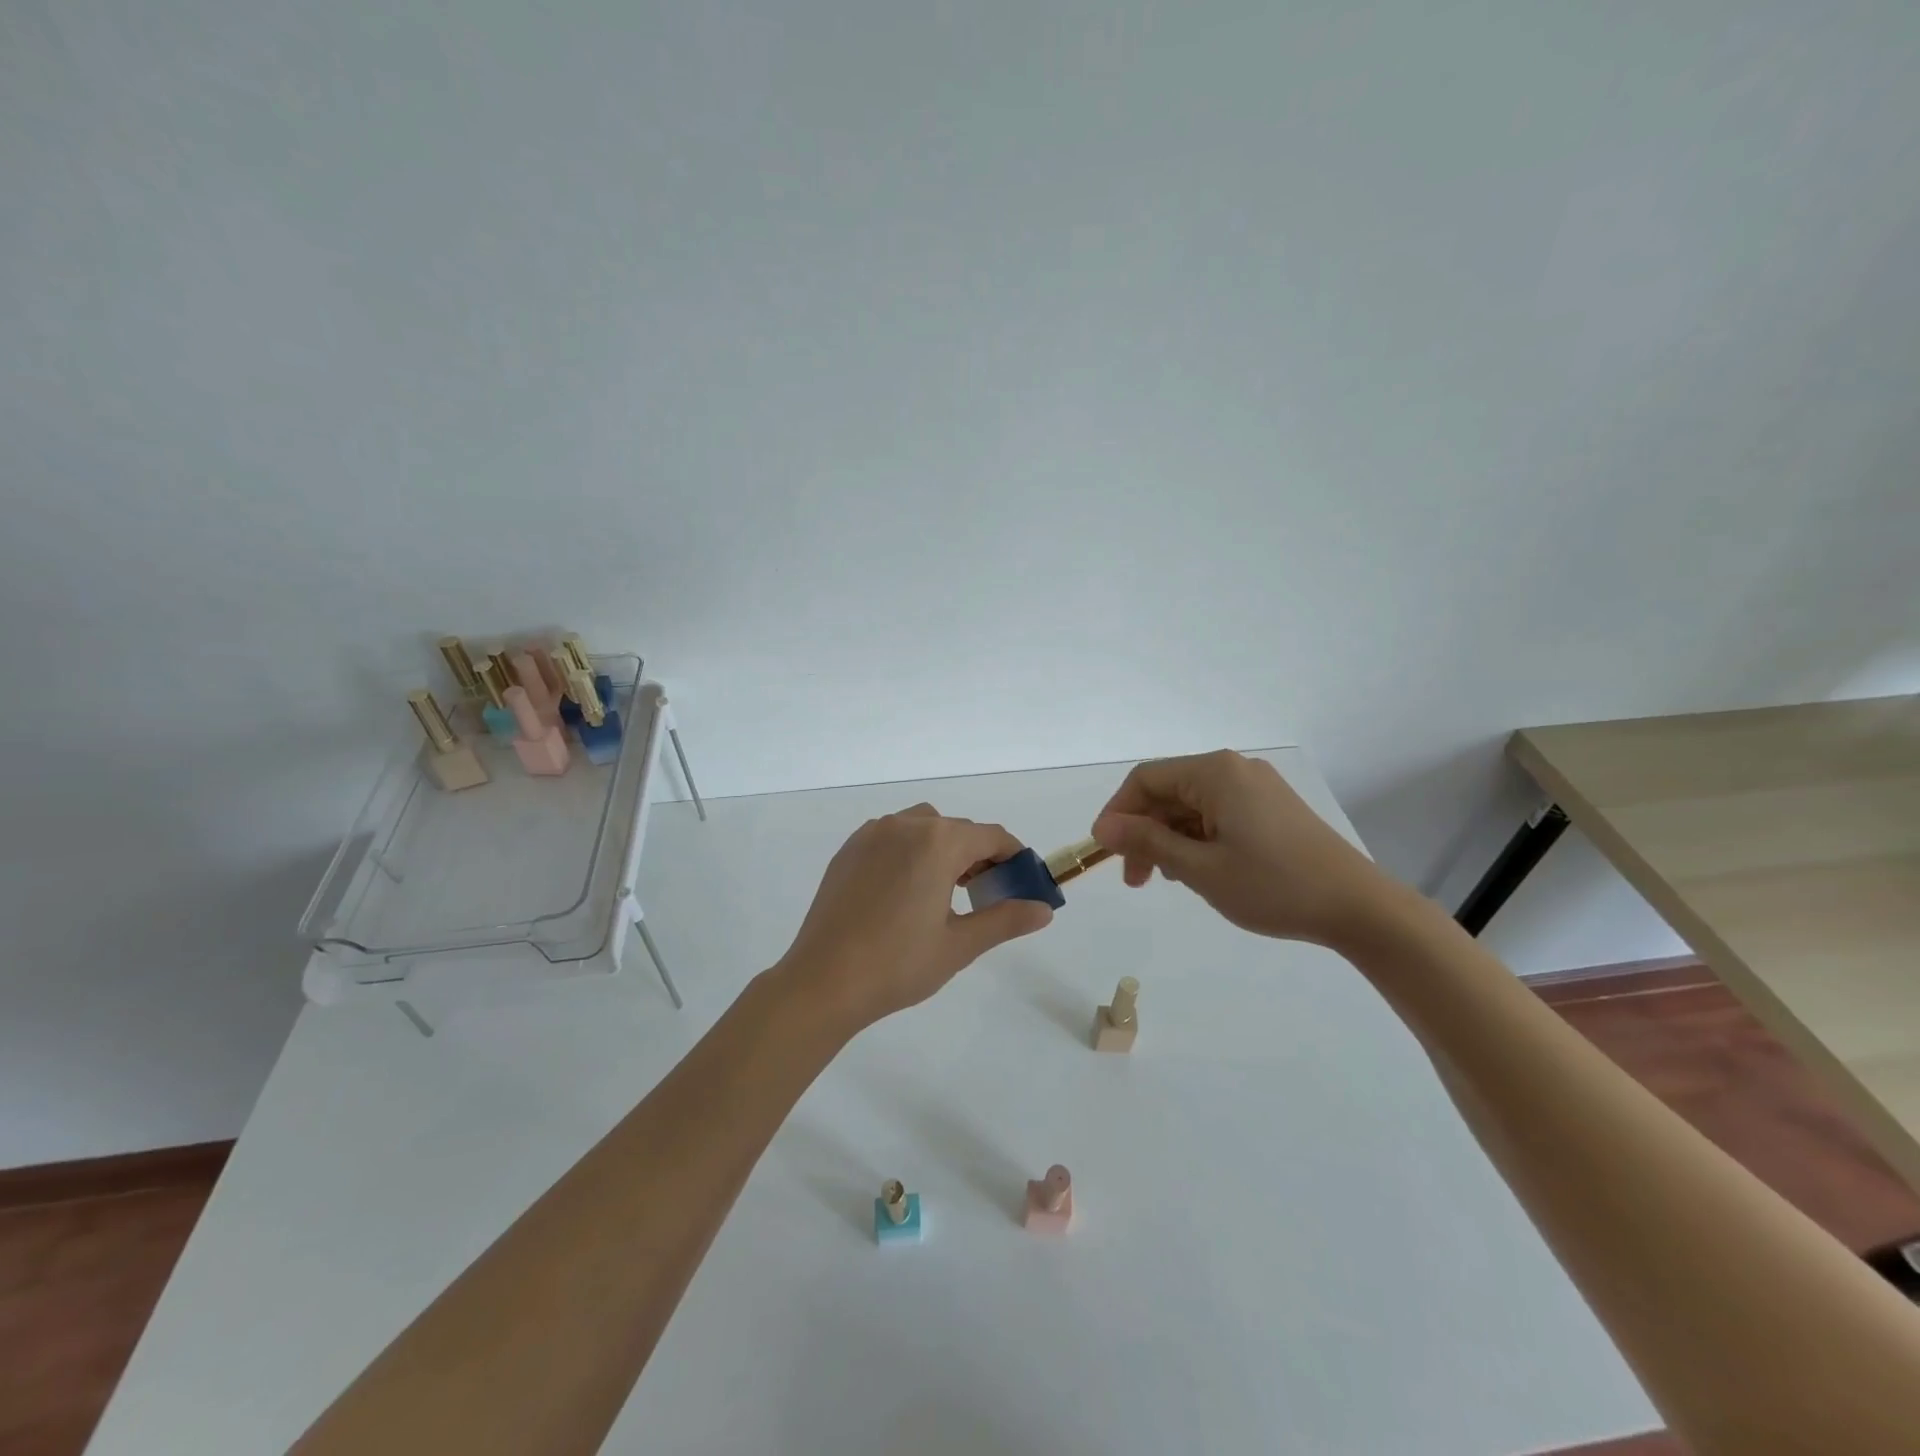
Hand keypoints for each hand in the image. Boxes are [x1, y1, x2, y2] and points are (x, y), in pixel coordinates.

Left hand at [776, 804, 1053, 1030]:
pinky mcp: (849, 849)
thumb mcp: (960, 945)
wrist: (822, 981)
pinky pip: (892, 836)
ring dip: (943, 848)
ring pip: (923, 827)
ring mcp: (872, 834)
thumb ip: (1005, 920)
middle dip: (978, 855)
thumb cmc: (898, 964)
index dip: (1013, 856)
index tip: (1022, 882)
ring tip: (944, 890)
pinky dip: (910, 850)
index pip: (991, 836)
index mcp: (938, 842)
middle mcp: (906, 826)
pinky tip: (905, 890)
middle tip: (985, 894)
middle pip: (957, 829)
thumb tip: (1044, 909)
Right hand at [1090, 750, 1401, 948]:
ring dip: (1169, 838)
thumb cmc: (1273, 886)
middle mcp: (1234, 770)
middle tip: (1135, 879)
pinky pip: (1217, 813)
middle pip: (1168, 791)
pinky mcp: (1271, 808)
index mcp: (1215, 773)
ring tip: (1168, 880)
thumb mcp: (1199, 868)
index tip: (1105, 853)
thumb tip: (1103, 827)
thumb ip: (1147, 842)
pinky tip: (1197, 869)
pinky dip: (1197, 838)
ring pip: (1192, 805)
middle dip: (1144, 831)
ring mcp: (1256, 788)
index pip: (1145, 779)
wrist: (1358, 907)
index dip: (1118, 813)